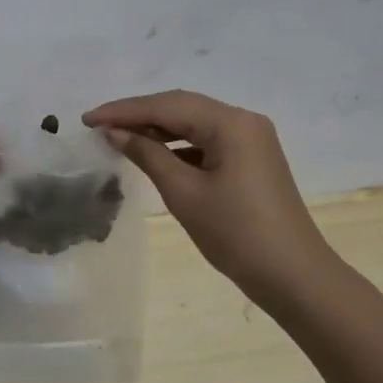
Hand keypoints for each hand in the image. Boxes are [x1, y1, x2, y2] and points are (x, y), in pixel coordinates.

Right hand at [83, 89, 341, 314]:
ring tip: (117, 137)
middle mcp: (243, 121)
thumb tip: (114, 131)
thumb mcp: (184, 192)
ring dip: (156, 129)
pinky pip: (206, 141)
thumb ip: (147, 155)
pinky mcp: (251, 159)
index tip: (88, 118)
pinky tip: (152, 154)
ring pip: (193, 123)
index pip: (167, 105)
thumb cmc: (236, 234)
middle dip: (138, 114)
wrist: (294, 277)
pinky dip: (177, 145)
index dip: (124, 110)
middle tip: (97, 125)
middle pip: (181, 107)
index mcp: (231, 123)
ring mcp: (251, 140)